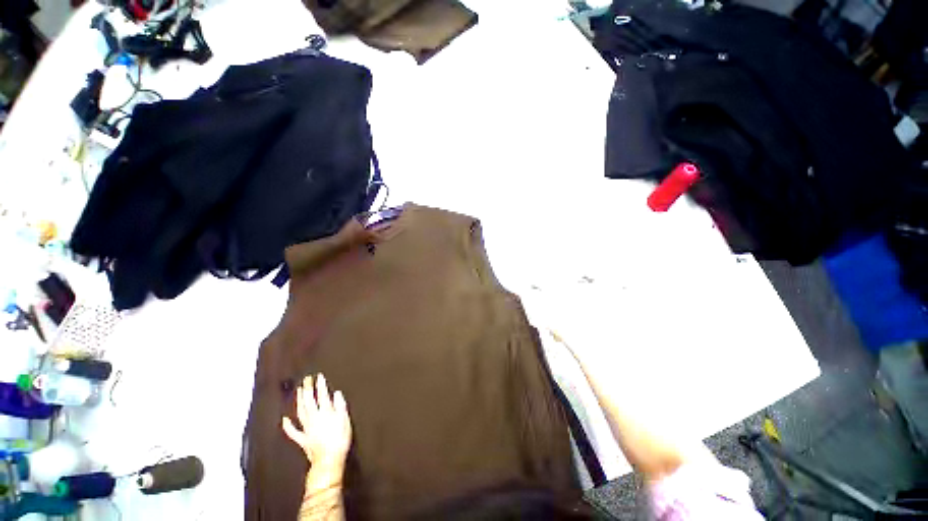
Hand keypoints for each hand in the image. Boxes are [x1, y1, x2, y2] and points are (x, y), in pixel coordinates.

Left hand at [282, 374, 352, 479]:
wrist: (328, 461)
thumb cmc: (339, 440)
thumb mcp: (345, 421)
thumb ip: (340, 406)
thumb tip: (336, 393)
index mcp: (326, 413)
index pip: (323, 395)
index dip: (320, 385)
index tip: (319, 376)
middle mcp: (314, 418)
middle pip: (309, 401)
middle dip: (308, 389)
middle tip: (306, 379)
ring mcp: (307, 429)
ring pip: (301, 412)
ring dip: (299, 401)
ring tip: (299, 391)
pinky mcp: (303, 440)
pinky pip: (293, 432)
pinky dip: (288, 426)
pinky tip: (284, 420)